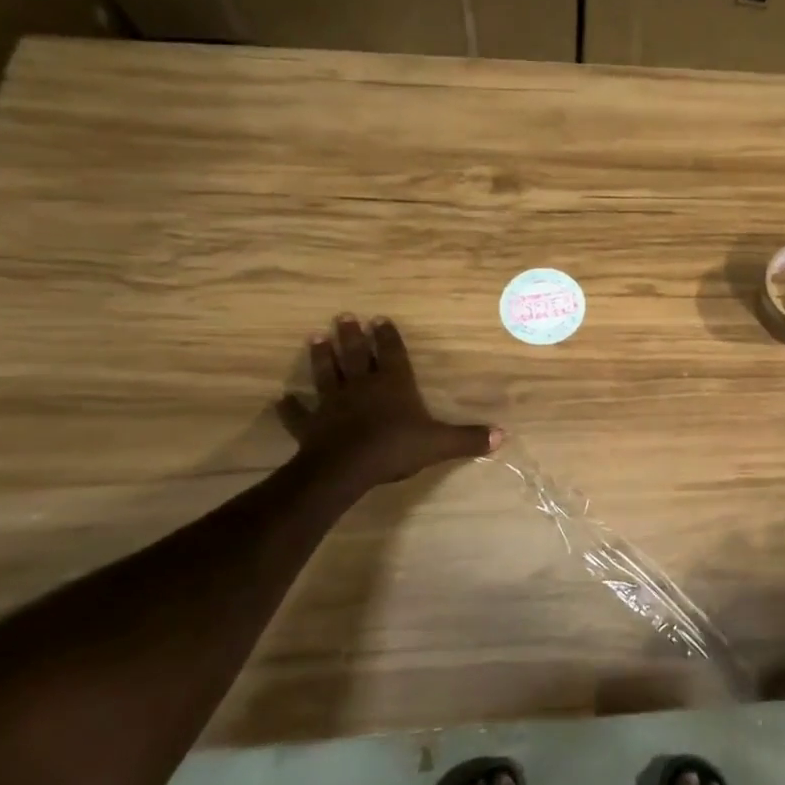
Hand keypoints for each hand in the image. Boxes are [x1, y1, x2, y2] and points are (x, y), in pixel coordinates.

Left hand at [279, 314, 501, 491]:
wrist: (345, 468)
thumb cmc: (395, 448)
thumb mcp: (439, 443)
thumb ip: (468, 438)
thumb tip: (502, 436)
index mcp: (393, 384)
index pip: (391, 353)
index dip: (387, 336)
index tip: (380, 319)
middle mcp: (362, 386)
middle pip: (355, 355)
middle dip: (351, 335)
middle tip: (343, 315)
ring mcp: (333, 404)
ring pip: (326, 374)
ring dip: (320, 357)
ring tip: (315, 337)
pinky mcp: (310, 425)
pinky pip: (298, 414)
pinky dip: (290, 407)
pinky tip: (281, 399)